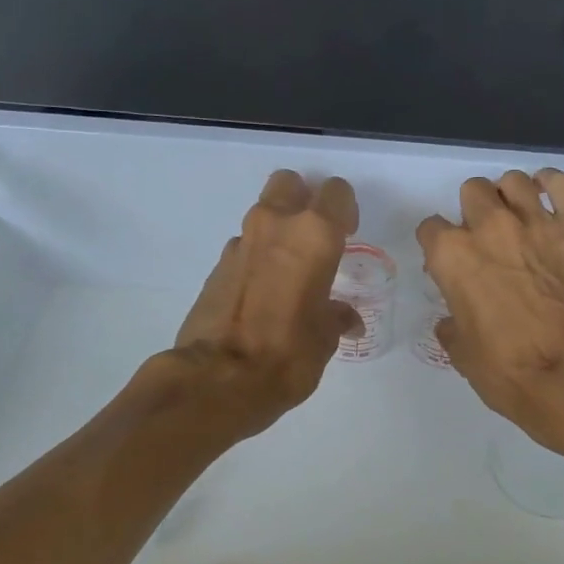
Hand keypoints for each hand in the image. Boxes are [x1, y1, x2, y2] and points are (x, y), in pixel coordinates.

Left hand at [171, 170, 361, 434]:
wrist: (218, 380)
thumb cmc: (288, 355)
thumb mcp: (325, 338)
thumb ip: (336, 316)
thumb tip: (345, 318)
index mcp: (313, 236)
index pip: (336, 193)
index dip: (345, 210)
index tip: (348, 235)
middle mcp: (275, 226)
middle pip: (289, 184)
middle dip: (303, 201)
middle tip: (314, 237)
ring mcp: (240, 243)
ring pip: (263, 215)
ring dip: (277, 232)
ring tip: (287, 272)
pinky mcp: (215, 266)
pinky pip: (244, 248)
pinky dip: (255, 259)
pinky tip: (262, 294)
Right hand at [417, 169, 563, 447]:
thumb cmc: (510, 372)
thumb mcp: (463, 355)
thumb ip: (452, 324)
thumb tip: (453, 318)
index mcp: (452, 256)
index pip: (431, 229)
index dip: (439, 246)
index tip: (451, 264)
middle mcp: (489, 226)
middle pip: (472, 193)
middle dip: (474, 213)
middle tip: (489, 242)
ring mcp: (535, 220)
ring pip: (512, 181)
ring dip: (509, 196)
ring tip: (519, 220)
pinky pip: (561, 182)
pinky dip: (551, 185)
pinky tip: (549, 200)